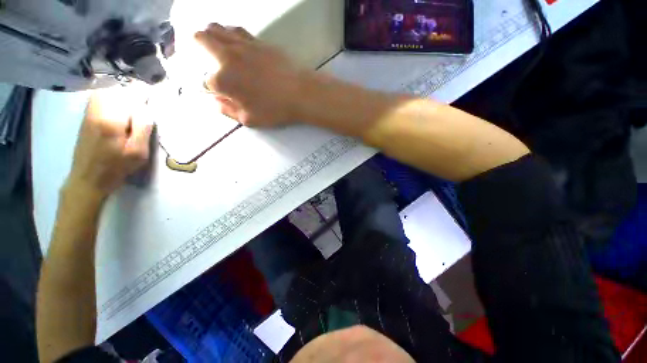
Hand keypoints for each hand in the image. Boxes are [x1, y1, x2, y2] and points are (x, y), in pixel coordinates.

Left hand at [66, 87, 152, 200]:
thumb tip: (146, 109)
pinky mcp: (86, 118)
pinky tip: (118, 105)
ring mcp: (89, 114)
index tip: (153, 93)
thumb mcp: (137, 153)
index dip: (142, 92)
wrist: (87, 179)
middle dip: (131, 90)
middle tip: (144, 97)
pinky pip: (98, 99)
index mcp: (112, 121)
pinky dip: (110, 97)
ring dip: (120, 93)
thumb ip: (143, 129)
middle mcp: (98, 112)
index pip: (128, 97)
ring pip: (105, 92)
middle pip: (115, 90)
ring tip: (133, 101)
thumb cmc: (116, 168)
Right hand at [195, 24, 308, 126]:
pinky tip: (235, 42)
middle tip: (203, 56)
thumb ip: (228, 110)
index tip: (218, 92)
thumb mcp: (250, 120)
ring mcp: (242, 45)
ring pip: (216, 28)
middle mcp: (227, 57)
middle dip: (196, 47)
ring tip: (217, 46)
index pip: (205, 81)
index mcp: (223, 80)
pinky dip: (230, 33)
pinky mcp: (258, 41)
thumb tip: (216, 101)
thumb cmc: (275, 110)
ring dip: (211, 35)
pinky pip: (236, 30)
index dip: (210, 88)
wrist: (300, 93)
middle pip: (200, 39)